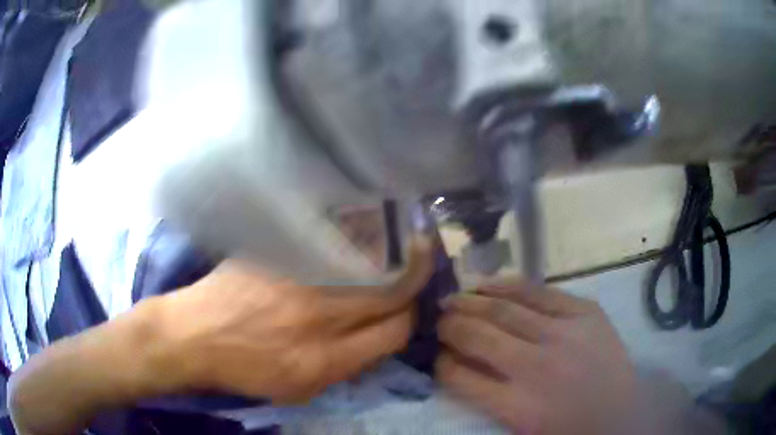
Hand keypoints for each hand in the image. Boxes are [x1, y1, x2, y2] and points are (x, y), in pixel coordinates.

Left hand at [157, 236, 435, 402]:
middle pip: (389, 294)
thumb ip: (345, 367)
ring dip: (391, 257)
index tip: (410, 311)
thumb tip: (376, 339)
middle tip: (424, 265)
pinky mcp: (279, 254)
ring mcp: (297, 278)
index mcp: (325, 359)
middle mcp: (319, 315)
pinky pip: (330, 244)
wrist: (193, 334)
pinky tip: (362, 234)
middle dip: (415, 281)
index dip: (410, 321)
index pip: (393, 332)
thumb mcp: (299, 390)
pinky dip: (354, 243)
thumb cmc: (244, 371)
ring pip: (366, 264)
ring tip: (405, 245)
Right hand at [436, 281, 635, 434]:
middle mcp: (535, 366)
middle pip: (479, 336)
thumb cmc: (567, 429)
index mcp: (516, 406)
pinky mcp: (585, 313)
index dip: (441, 362)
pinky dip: (510, 285)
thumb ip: (487, 399)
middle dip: (450, 325)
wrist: (620, 414)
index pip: (460, 377)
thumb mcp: (520, 427)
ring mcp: (563, 334)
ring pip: (505, 309)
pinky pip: (540, 291)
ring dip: (471, 301)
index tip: (435, 354)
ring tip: (453, 297)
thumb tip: (458, 367)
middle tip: (437, 318)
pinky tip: (490, 282)